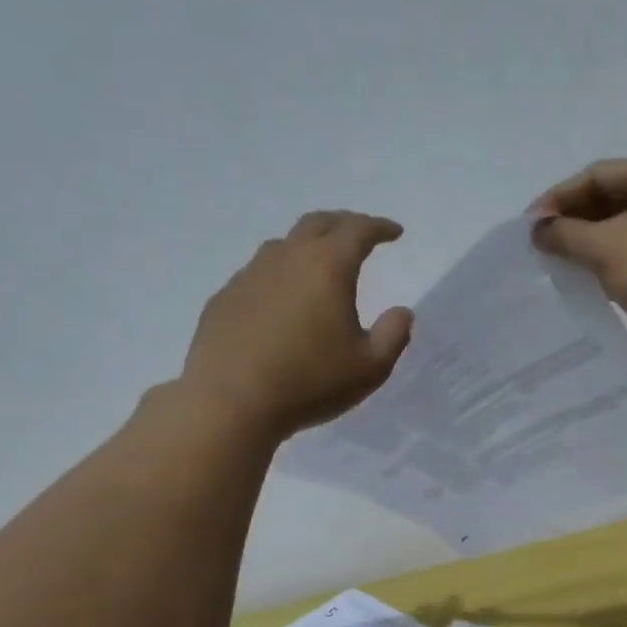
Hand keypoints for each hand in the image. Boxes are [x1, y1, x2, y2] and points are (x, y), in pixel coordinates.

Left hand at [180, 211, 412, 439]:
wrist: (231, 403)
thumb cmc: (310, 383)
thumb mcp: (370, 368)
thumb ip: (393, 336)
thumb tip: (401, 312)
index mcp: (327, 267)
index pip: (358, 231)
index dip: (379, 227)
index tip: (394, 232)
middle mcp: (287, 259)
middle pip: (317, 224)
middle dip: (344, 224)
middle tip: (359, 234)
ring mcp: (249, 276)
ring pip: (283, 246)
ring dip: (307, 247)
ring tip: (318, 265)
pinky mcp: (224, 298)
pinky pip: (257, 275)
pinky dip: (278, 277)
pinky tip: (281, 302)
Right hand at [528, 155, 626, 352]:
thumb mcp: (605, 249)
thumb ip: (565, 235)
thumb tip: (538, 230)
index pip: (597, 175)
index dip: (559, 198)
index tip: (530, 226)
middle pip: (610, 196)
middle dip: (574, 219)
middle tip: (542, 243)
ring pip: (623, 223)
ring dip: (589, 239)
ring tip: (559, 259)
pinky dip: (610, 255)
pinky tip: (589, 273)